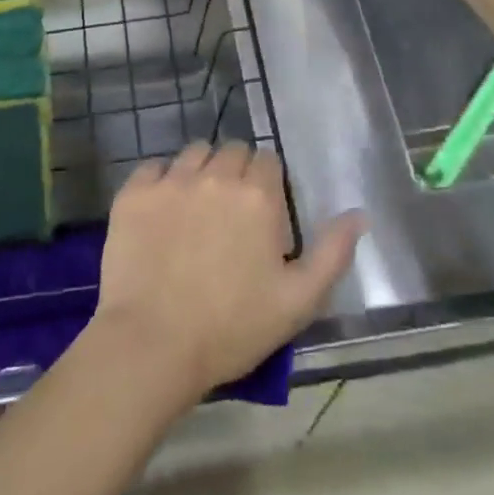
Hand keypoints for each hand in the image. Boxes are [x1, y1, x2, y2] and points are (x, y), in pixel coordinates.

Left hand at [91, 143, 363, 402]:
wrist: (152, 344)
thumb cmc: (232, 328)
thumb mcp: (299, 301)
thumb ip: (333, 252)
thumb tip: (359, 213)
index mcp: (258, 196)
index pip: (268, 160)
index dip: (268, 184)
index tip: (262, 213)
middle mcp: (216, 176)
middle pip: (232, 151)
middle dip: (236, 173)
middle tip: (230, 213)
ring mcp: (171, 181)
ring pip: (194, 153)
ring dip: (201, 171)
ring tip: (196, 208)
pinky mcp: (134, 193)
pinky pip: (153, 167)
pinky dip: (161, 180)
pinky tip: (161, 211)